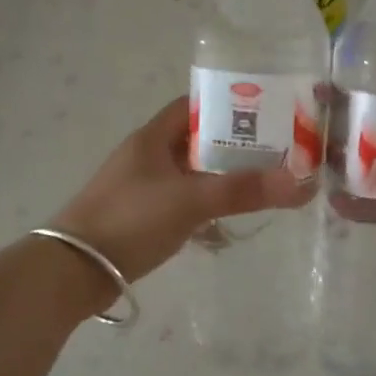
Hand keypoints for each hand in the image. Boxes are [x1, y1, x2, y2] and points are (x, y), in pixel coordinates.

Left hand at [51, 96, 315, 282]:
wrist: (73, 270)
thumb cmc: (130, 220)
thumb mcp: (190, 200)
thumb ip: (243, 191)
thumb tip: (302, 183)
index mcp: (153, 137)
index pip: (194, 105)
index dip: (228, 106)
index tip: (266, 115)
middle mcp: (147, 156)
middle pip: (198, 141)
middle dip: (234, 147)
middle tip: (276, 156)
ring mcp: (143, 187)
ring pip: (192, 174)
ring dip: (222, 180)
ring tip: (260, 189)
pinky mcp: (142, 217)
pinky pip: (183, 203)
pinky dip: (205, 209)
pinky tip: (225, 226)